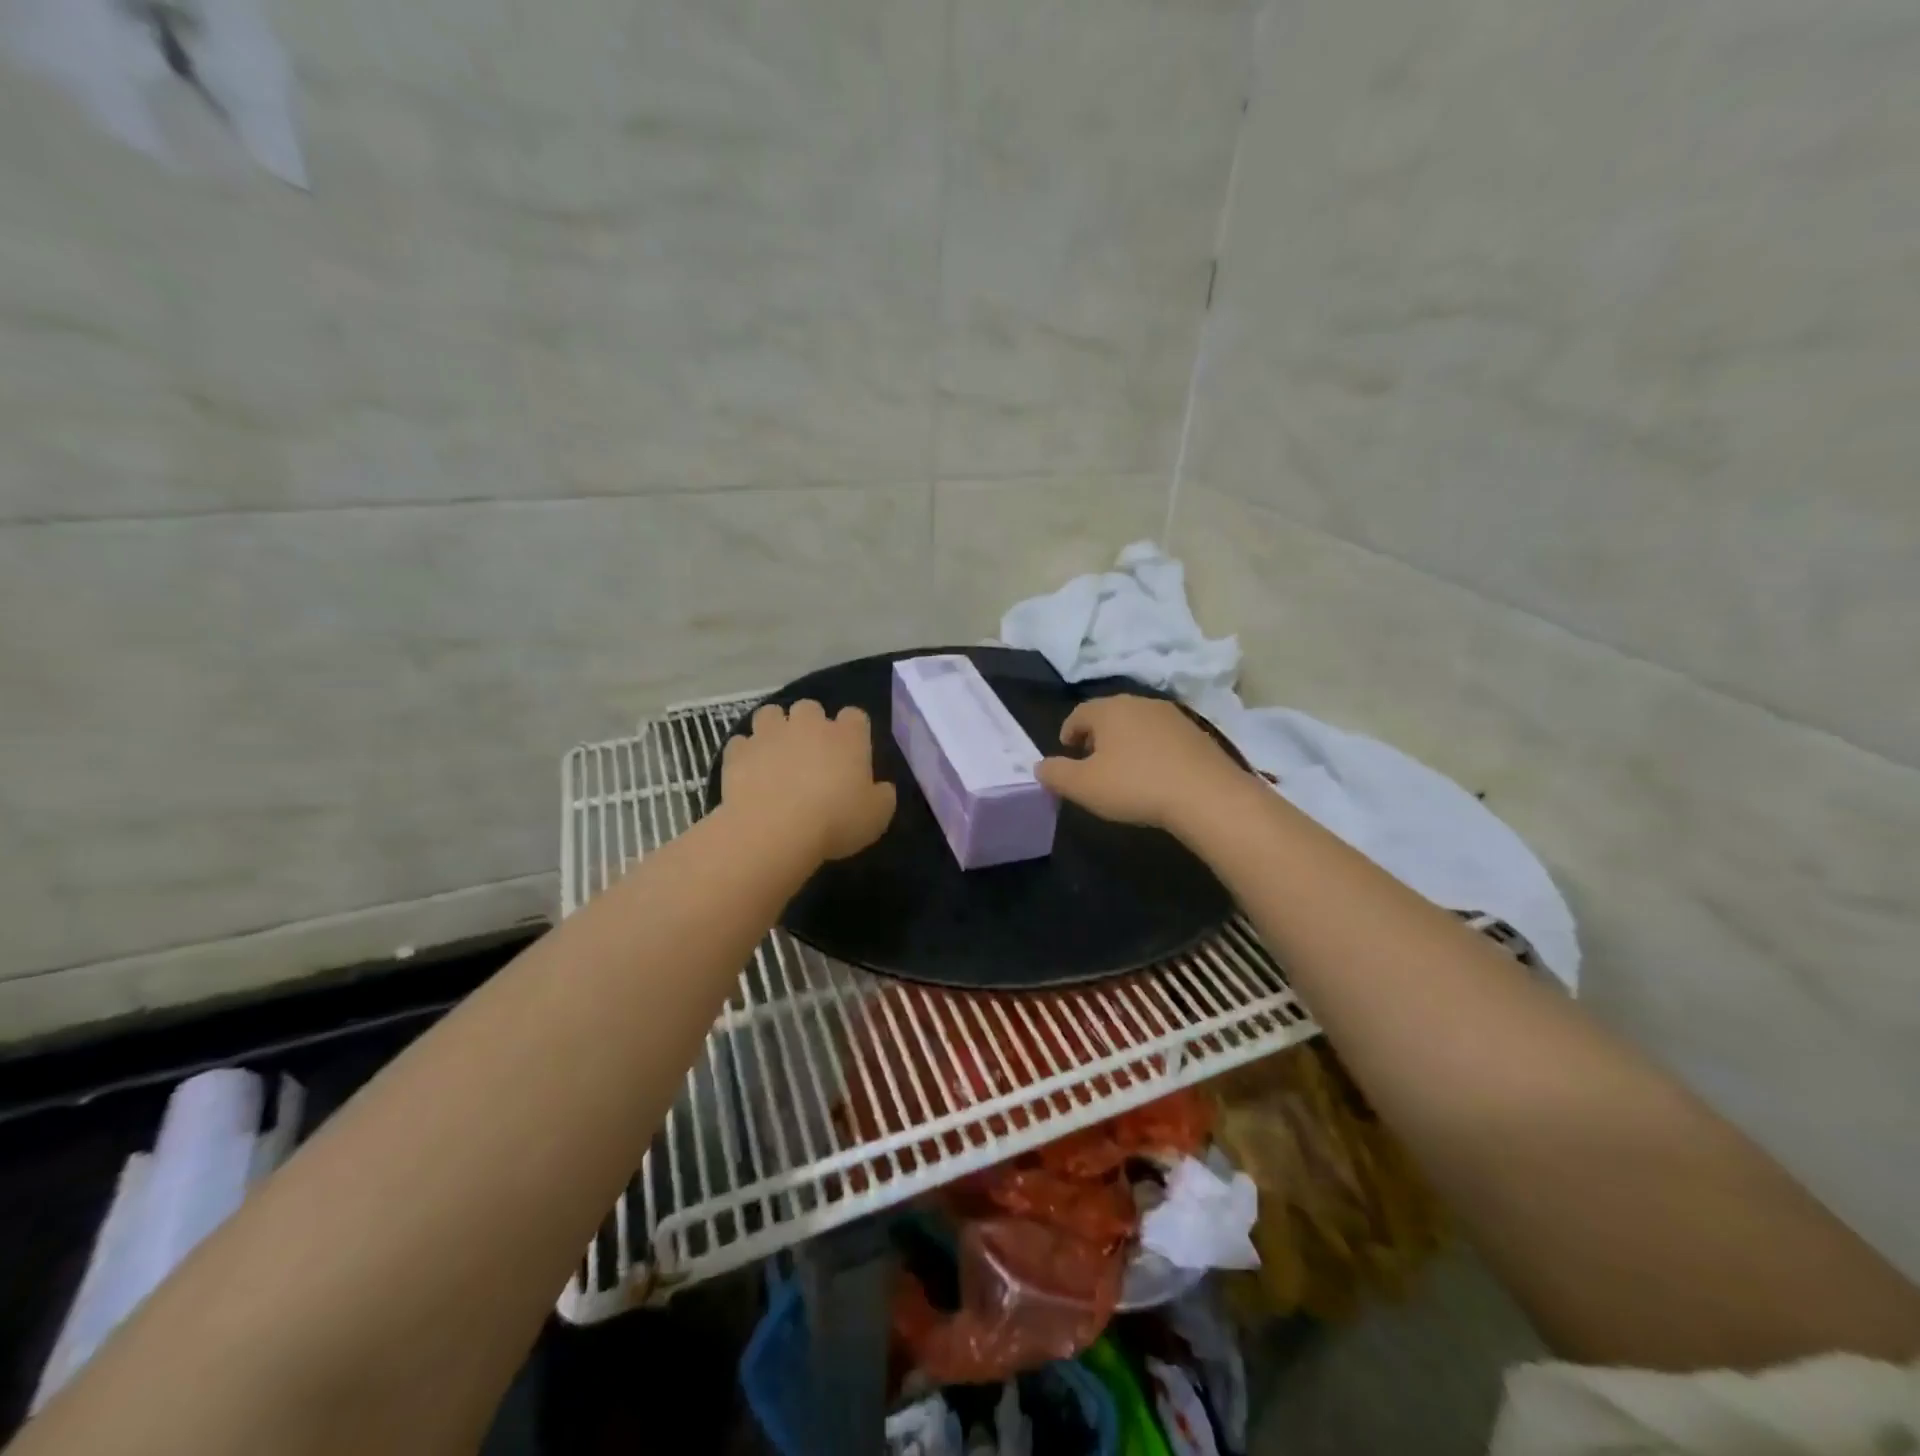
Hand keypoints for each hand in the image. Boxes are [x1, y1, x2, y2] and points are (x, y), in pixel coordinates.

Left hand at [721, 700, 896, 861]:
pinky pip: (741, 743)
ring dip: (775, 728)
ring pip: (770, 714)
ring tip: (776, 754)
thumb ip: (882, 796)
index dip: (853, 731)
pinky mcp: (738, 752)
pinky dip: (746, 753)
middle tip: (811, 754)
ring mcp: (769, 734)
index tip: (852, 753)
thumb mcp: (877, 817)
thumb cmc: (835, 822)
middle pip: (810, 707)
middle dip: (810, 724)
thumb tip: (881, 788)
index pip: (855, 716)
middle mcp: (808, 725)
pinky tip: (749, 771)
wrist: (774, 832)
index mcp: (847, 736)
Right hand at [1035, 695, 1251, 833]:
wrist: (1206, 795)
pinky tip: (1154, 774)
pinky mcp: (1197, 733)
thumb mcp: (1083, 786)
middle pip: (1109, 714)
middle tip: (1091, 761)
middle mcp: (1140, 703)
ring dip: (1126, 741)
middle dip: (1097, 735)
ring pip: (1138, 724)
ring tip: (1123, 769)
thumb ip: (1055, 774)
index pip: (1079, 713)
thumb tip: (1040, 766)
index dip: (1068, 731)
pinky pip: (1163, 737)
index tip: (1066, 751)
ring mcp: (1172, 715)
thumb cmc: (1135, 785)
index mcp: (1109, 709)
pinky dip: (1151, 750)